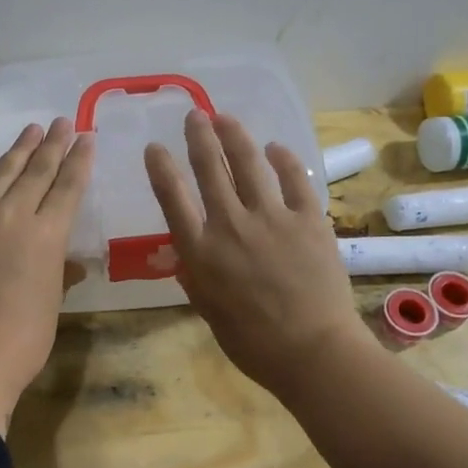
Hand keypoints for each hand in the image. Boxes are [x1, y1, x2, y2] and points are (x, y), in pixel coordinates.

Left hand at [0, 118, 93, 435]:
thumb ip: (56, 273)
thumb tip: (64, 261)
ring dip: (16, 153)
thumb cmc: (21, 342)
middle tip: (60, 121)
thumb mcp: (50, 305)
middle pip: (35, 172)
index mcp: (46, 236)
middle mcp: (11, 218)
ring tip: (29, 132)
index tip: (86, 137)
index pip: (67, 187)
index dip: (78, 161)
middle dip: (50, 145)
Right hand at [144, 110, 364, 400]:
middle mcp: (230, 225)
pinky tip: (275, 148)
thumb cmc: (252, 342)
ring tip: (225, 118)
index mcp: (200, 252)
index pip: (172, 197)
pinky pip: (294, 179)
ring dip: (234, 136)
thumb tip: (188, 251)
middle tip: (194, 116)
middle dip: (199, 137)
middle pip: (209, 168)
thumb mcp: (207, 309)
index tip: (155, 148)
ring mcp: (271, 218)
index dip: (161, 168)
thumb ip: (195, 274)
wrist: (312, 351)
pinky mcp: (308, 219)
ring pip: (248, 163)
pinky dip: (283, 159)